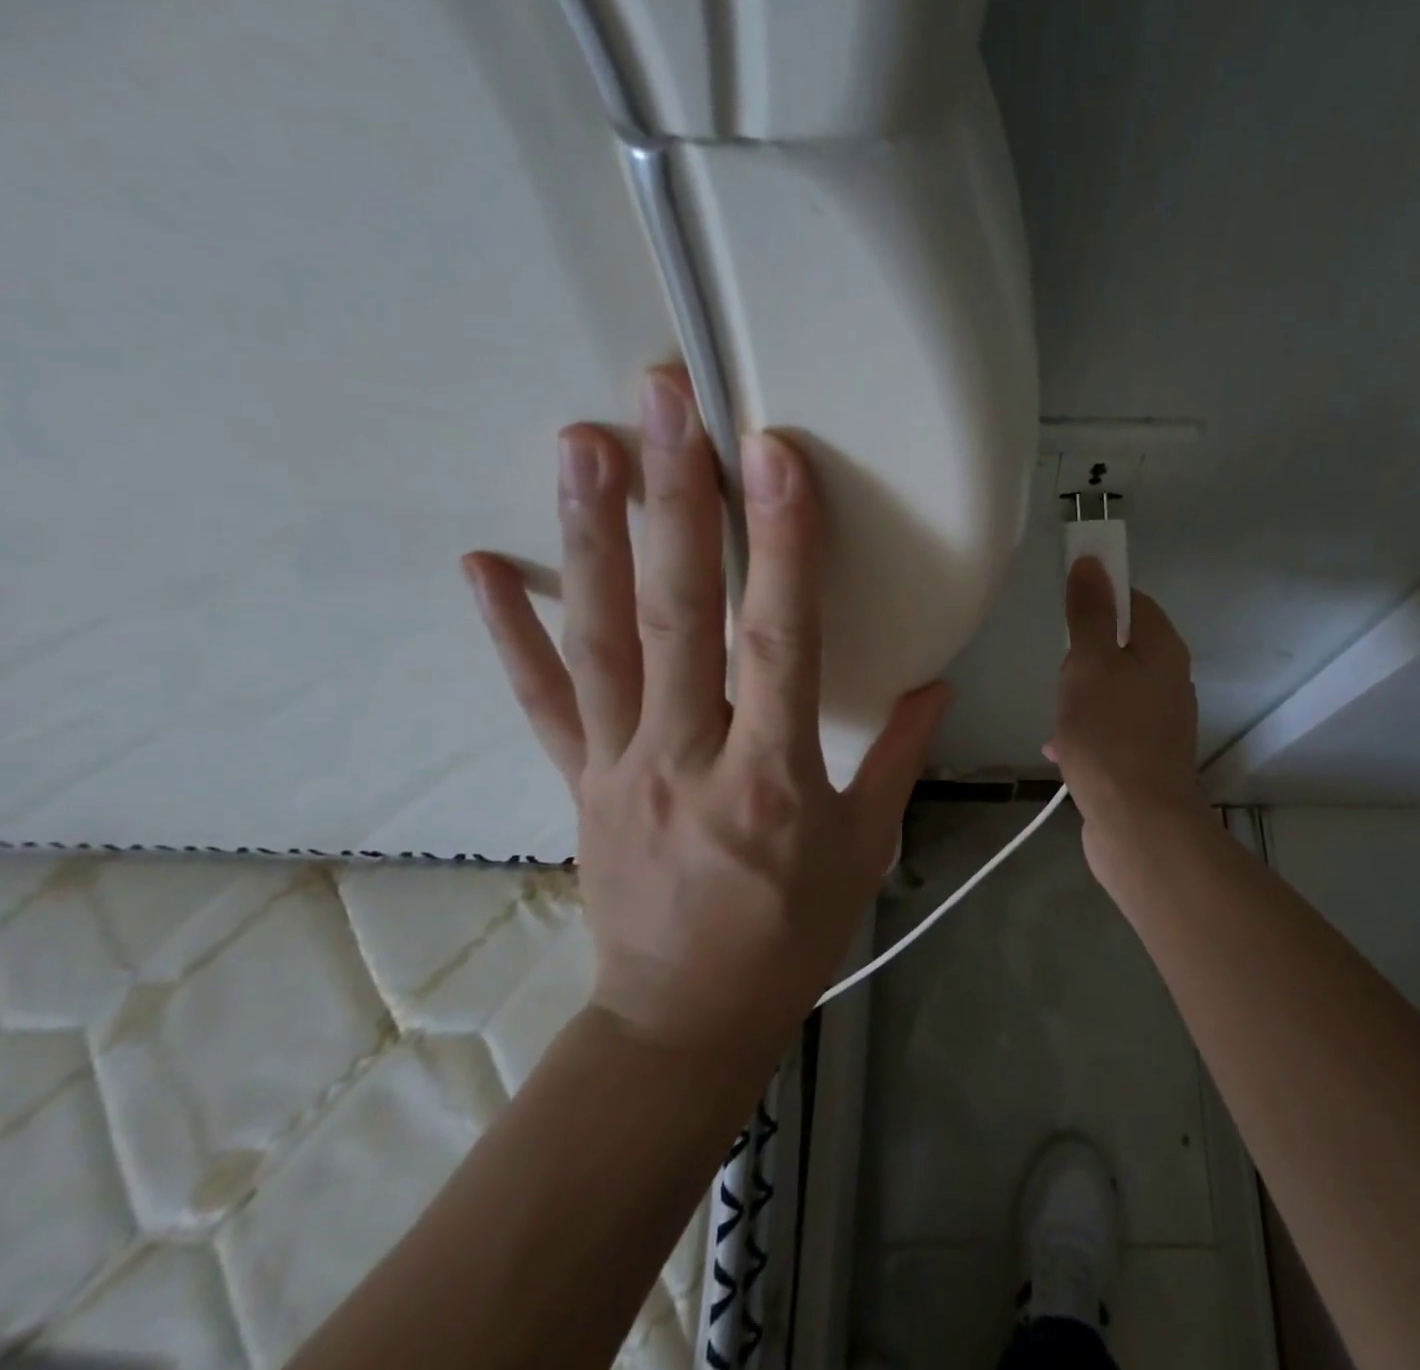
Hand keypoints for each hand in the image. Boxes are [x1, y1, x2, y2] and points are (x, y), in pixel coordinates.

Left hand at [462, 365, 948, 1052]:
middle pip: (679, 615)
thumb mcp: (864, 849)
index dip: (782, 545)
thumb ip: (898, 757)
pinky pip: (541, 700)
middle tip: (663, 402)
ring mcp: (619, 765)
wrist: (684, 1020)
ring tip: (582, 443)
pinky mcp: (578, 782)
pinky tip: (480, 566)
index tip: (775, 456)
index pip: (780, 640)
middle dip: (677, 499)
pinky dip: (510, 633)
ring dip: (592, 535)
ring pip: (601, 639)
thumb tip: (936, 684)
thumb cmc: (789, 934)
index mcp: (773, 776)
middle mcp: (687, 756)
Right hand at [1048, 558, 1207, 878]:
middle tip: (1061, 672)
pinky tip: (1059, 750)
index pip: (1134, 602)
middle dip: (1085, 655)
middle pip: (1123, 648)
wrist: (1137, 825)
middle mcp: (1170, 683)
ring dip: (1082, 696)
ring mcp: (1159, 724)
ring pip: (1113, 692)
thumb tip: (1093, 561)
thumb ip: (1091, 614)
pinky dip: (1086, 732)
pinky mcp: (1144, 760)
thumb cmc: (1110, 735)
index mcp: (1163, 652)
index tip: (1066, 611)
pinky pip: (1110, 730)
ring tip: (1057, 713)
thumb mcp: (1090, 664)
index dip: (1100, 597)